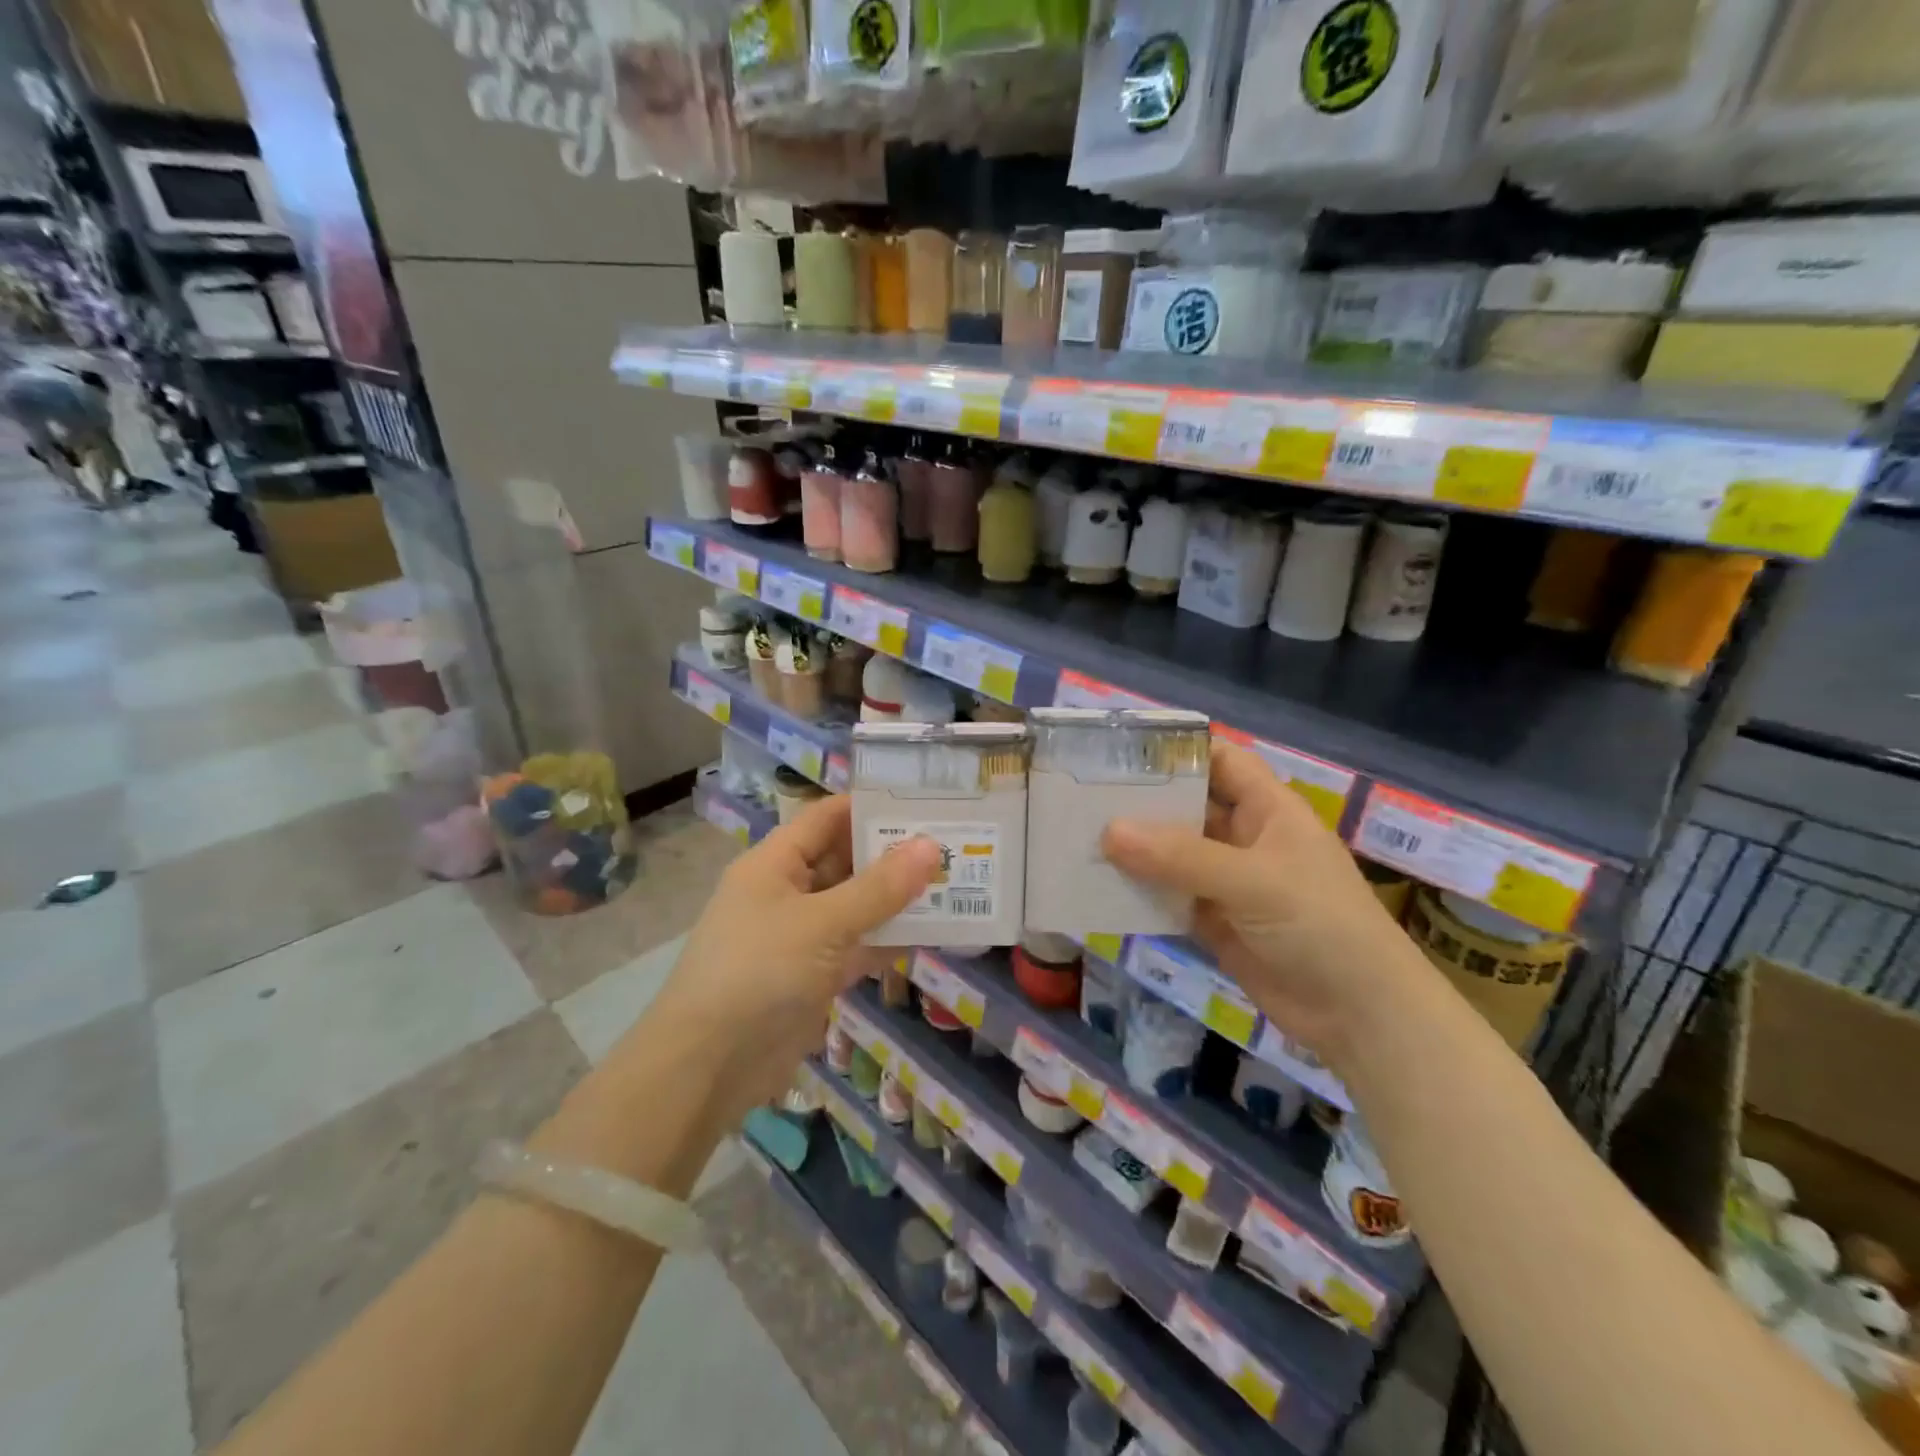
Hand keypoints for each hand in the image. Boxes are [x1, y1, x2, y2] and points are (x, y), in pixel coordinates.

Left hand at [644, 795, 938, 1124]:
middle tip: (953, 845)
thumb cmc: (759, 972)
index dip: (871, 807)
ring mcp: (801, 937)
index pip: (827, 817)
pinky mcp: (814, 976)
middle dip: (894, 855)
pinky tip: (934, 933)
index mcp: (775, 863)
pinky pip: (858, 947)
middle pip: (846, 861)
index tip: (924, 803)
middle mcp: (788, 892)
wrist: (708, 1067)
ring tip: (954, 883)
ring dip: (898, 899)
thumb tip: (930, 846)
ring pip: (857, 906)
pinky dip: (889, 941)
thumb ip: (879, 887)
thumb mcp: (822, 923)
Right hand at [1101, 743, 1432, 1070]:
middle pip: (1188, 806)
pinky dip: (1139, 892)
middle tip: (1081, 794)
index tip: (1122, 749)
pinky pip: (1169, 896)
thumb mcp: (1253, 880)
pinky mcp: (1214, 921)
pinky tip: (1098, 886)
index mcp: (1268, 809)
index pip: (1221, 761)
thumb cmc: (1320, 925)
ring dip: (1134, 849)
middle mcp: (1245, 838)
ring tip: (1077, 836)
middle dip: (1142, 801)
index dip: (1179, 750)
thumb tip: (1109, 831)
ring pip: (1173, 854)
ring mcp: (1228, 882)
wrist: (1360, 1015)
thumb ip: (1181, 856)